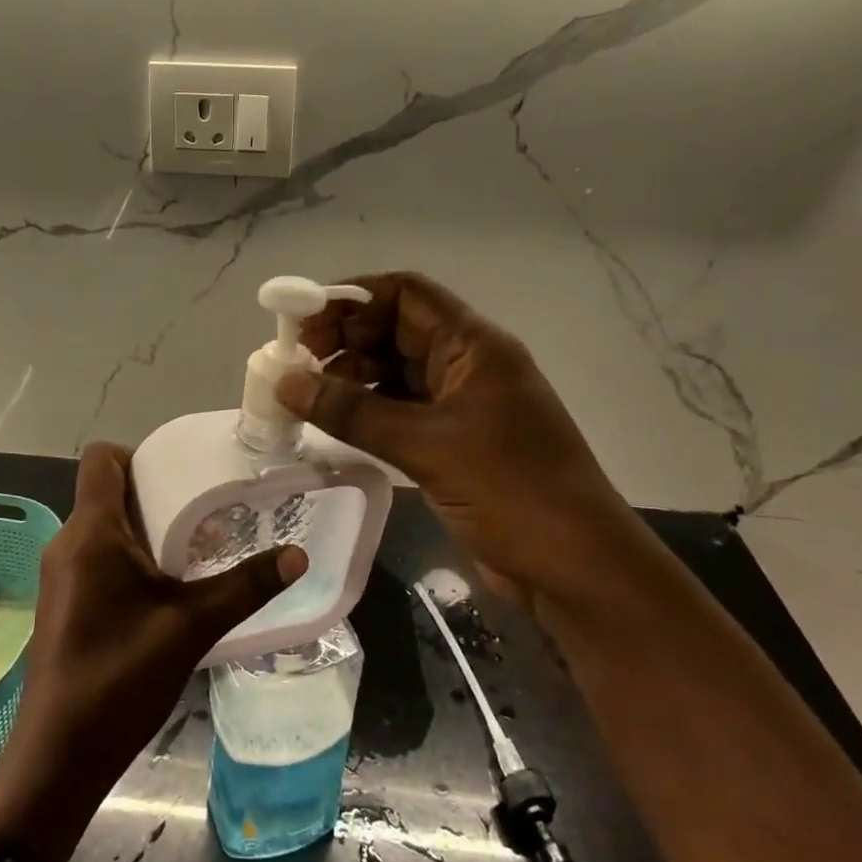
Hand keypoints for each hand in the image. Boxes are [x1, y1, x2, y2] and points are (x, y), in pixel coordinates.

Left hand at [0, 443, 306, 861]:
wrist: (58, 756)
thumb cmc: (120, 679)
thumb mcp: (192, 627)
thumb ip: (246, 586)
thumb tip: (298, 555)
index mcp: (91, 532)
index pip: (101, 457)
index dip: (139, 452)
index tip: (181, 472)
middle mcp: (67, 541)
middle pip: (106, 489)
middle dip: (154, 490)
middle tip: (205, 508)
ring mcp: (59, 573)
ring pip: (102, 525)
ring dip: (144, 526)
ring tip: (193, 545)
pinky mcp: (62, 600)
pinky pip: (95, 555)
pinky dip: (129, 555)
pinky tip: (164, 586)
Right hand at [277, 271, 645, 600]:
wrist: (575, 567)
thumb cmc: (511, 490)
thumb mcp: (426, 445)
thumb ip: (353, 411)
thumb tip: (286, 382)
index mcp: (474, 346)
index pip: (406, 294)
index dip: (352, 298)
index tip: (303, 322)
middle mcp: (467, 365)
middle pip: (396, 330)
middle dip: (345, 339)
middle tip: (295, 365)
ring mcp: (461, 405)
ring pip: (395, 372)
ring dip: (352, 377)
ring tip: (306, 396)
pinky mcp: (453, 442)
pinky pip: (400, 411)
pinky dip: (367, 411)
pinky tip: (334, 424)